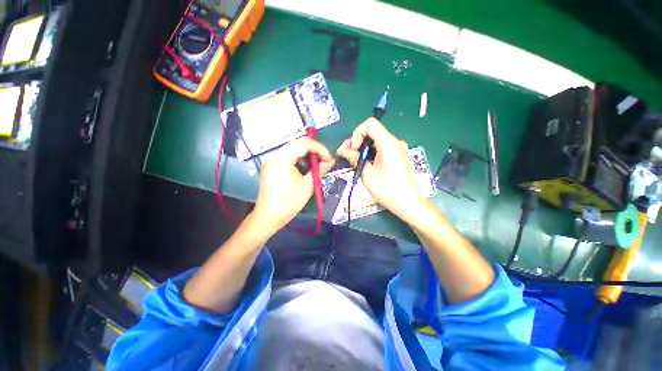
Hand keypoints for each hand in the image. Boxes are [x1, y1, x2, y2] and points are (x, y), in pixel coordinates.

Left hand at [252, 138, 334, 234]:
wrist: (269, 216)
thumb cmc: (289, 202)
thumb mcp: (308, 186)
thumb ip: (320, 170)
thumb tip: (331, 161)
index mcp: (282, 159)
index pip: (304, 144)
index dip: (319, 149)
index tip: (329, 158)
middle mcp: (275, 155)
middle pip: (298, 144)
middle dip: (314, 151)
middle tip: (324, 161)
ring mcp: (271, 160)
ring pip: (293, 149)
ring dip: (306, 155)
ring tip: (316, 165)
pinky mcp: (271, 165)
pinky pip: (287, 156)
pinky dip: (298, 159)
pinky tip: (304, 169)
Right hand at [337, 118, 426, 222]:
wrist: (408, 203)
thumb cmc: (387, 189)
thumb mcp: (367, 174)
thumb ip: (354, 158)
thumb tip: (342, 150)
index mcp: (388, 143)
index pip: (370, 124)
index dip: (357, 133)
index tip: (353, 149)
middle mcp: (395, 141)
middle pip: (372, 131)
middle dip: (357, 141)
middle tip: (346, 154)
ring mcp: (398, 148)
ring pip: (376, 140)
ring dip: (363, 147)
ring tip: (353, 159)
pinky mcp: (398, 155)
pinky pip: (381, 147)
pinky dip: (371, 152)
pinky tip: (364, 162)